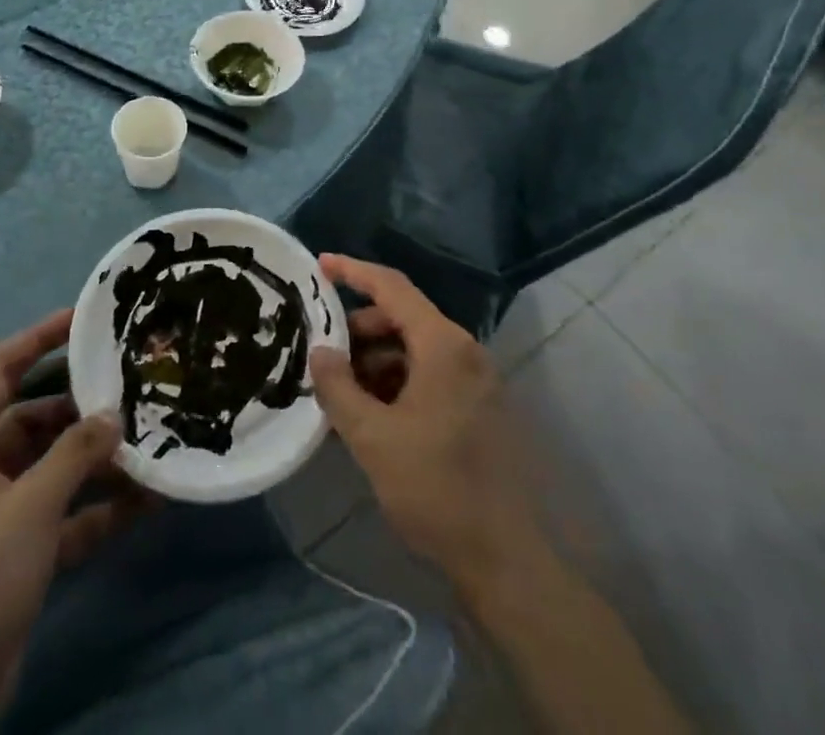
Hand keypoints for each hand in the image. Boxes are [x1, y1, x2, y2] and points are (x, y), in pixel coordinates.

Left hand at [0, 311, 145, 730]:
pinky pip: (65, 514)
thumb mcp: (28, 508)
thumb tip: (113, 416)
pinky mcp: (19, 552)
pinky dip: (99, 507)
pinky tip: (146, 501)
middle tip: (133, 388)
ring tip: (150, 441)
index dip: (41, 336)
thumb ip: (74, 456)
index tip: (86, 318)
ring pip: (55, 467)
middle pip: (36, 417)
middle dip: (82, 407)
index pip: (2, 367)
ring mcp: (0, 512)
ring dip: (97, 460)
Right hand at [309, 256, 541, 591]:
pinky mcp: (480, 406)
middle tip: (324, 352)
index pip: (392, 287)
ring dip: (377, 360)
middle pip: (403, 317)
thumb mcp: (373, 438)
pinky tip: (373, 413)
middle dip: (360, 329)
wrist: (505, 560)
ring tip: (343, 391)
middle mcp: (465, 351)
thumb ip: (339, 388)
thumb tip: (319, 351)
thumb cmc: (435, 488)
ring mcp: (477, 379)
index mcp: (443, 345)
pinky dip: (398, 381)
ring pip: (416, 348)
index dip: (353, 272)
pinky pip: (431, 374)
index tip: (320, 265)